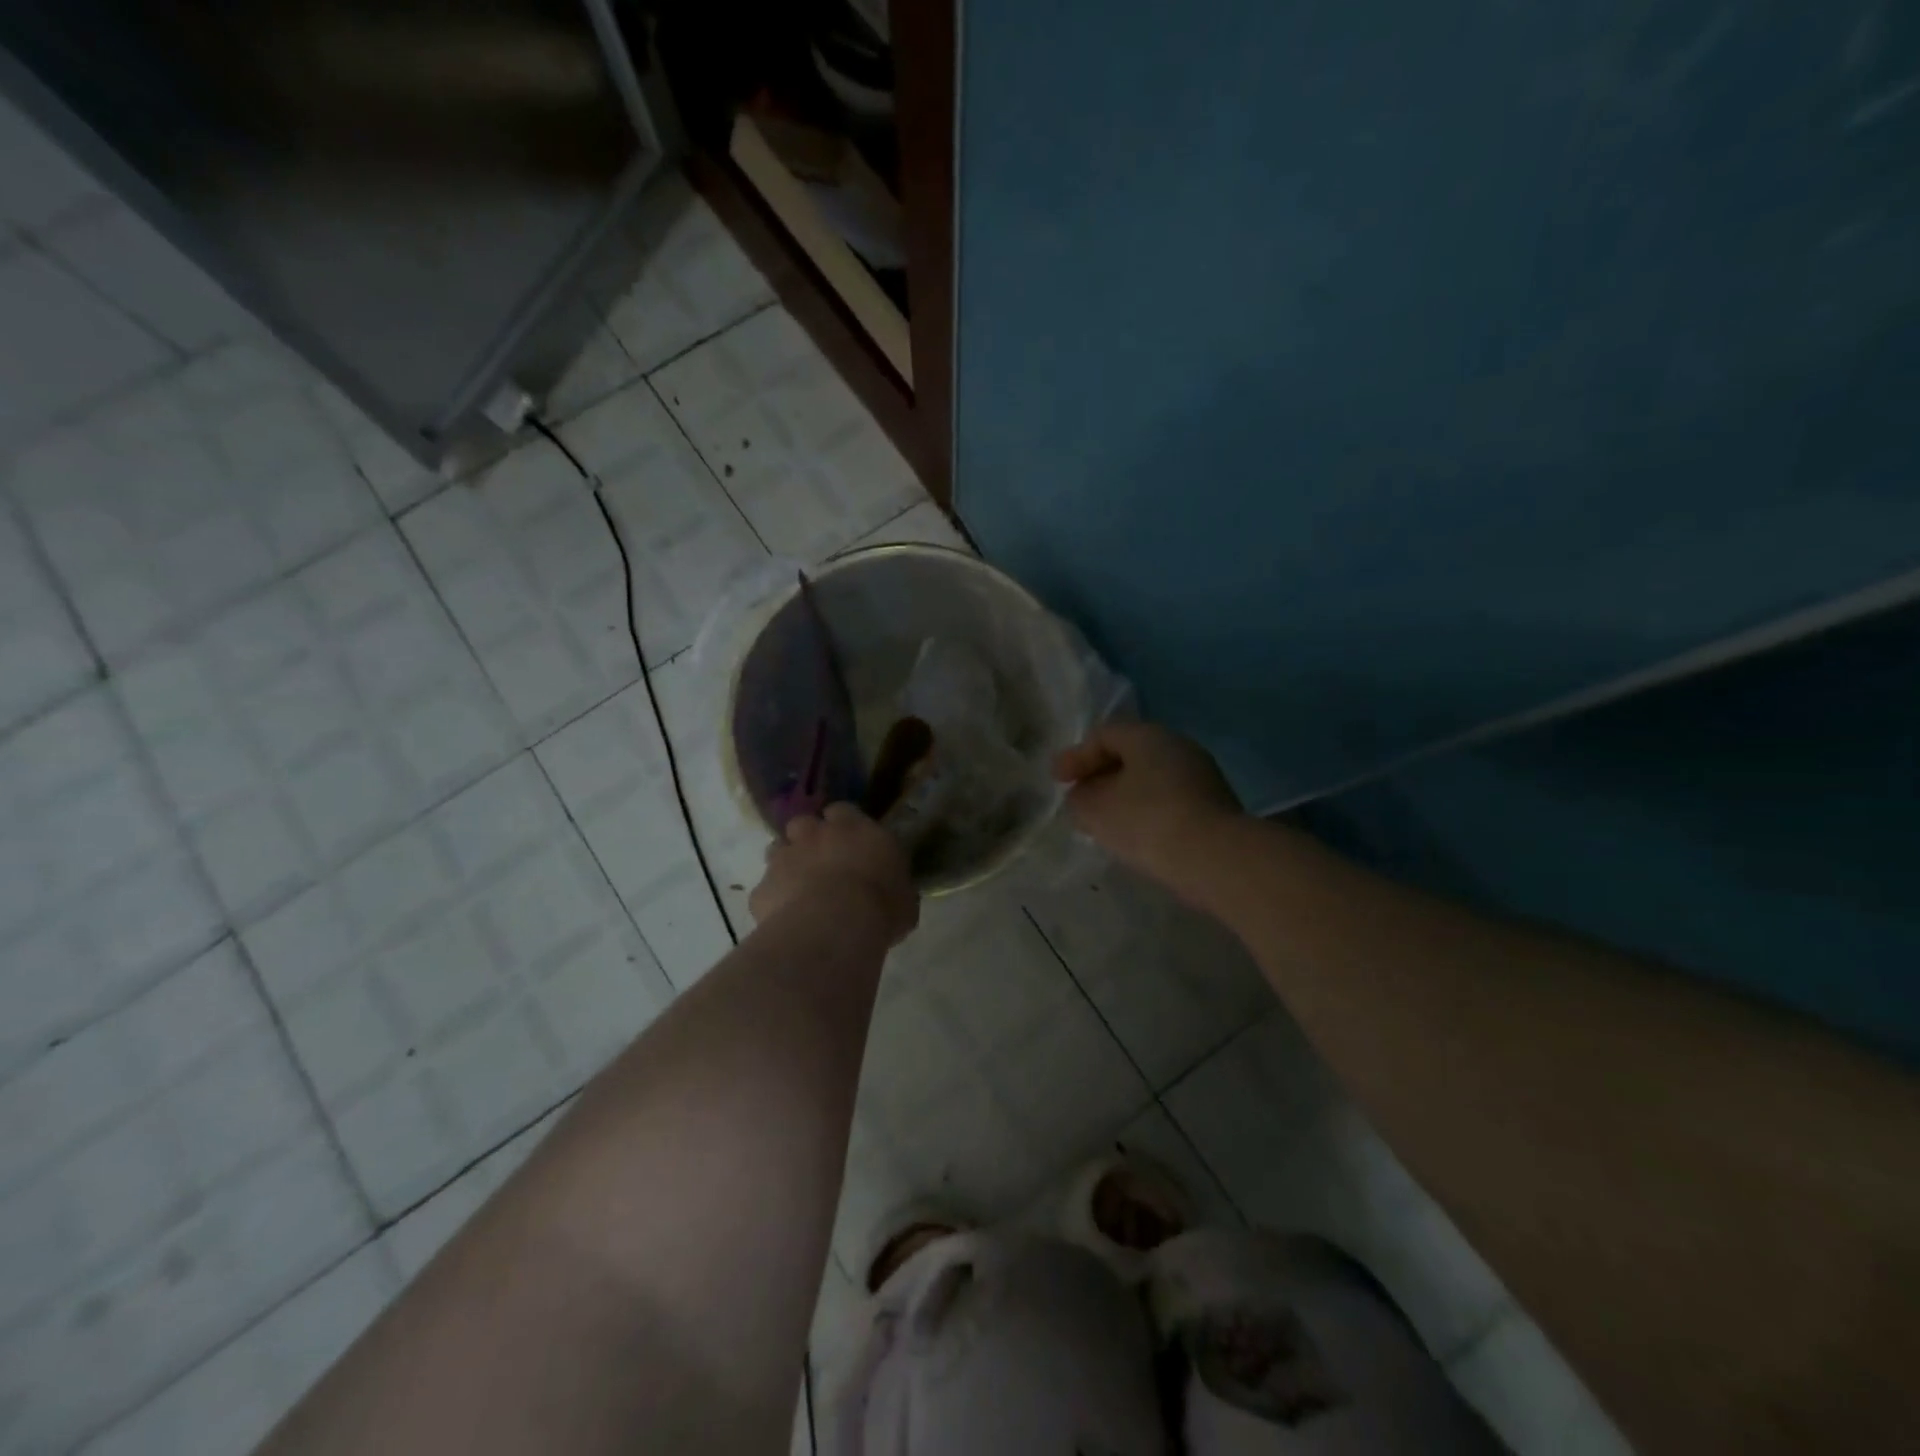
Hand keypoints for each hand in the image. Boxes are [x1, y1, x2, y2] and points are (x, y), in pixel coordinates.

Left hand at [751, 803, 918, 945]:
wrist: (834, 927)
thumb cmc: (881, 906)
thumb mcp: (904, 896)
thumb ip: (892, 883)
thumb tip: (893, 890)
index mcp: (855, 828)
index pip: (842, 811)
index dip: (842, 825)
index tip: (849, 842)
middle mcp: (815, 834)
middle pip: (803, 824)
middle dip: (808, 839)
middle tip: (820, 862)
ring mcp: (783, 858)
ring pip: (778, 850)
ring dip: (787, 864)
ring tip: (799, 889)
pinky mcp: (762, 888)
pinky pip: (765, 889)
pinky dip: (773, 899)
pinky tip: (785, 917)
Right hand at [1052, 723, 1242, 886]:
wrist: (1215, 858)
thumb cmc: (1147, 821)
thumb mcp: (1096, 809)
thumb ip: (1080, 798)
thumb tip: (1083, 796)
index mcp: (1149, 736)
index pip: (1105, 735)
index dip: (1076, 756)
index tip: (1057, 782)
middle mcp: (1179, 747)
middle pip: (1130, 755)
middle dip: (1100, 775)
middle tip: (1080, 797)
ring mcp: (1202, 777)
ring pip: (1150, 779)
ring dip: (1123, 796)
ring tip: (1104, 820)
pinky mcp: (1214, 807)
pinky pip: (1168, 800)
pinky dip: (1145, 812)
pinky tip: (1134, 835)